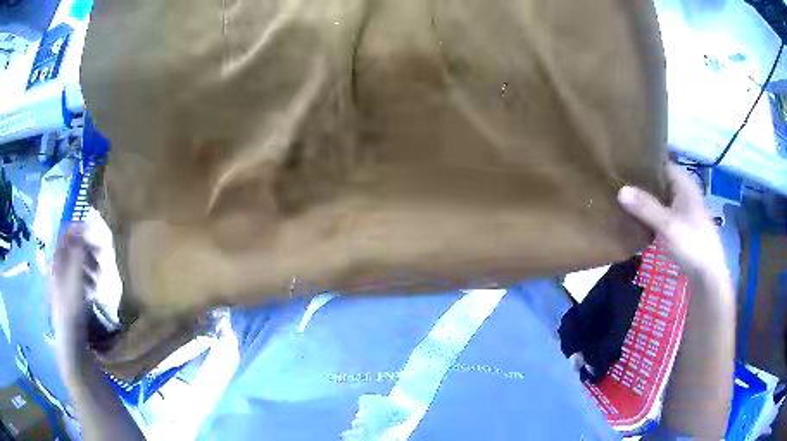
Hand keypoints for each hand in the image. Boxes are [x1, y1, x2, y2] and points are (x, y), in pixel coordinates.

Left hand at [49, 226, 97, 348]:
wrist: (70, 340)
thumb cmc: (71, 308)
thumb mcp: (75, 278)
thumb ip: (77, 253)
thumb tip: (81, 230)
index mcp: (56, 261)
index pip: (65, 234)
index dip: (78, 228)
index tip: (94, 229)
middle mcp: (57, 267)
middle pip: (71, 248)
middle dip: (87, 249)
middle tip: (102, 255)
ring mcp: (62, 281)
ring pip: (76, 263)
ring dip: (89, 264)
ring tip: (99, 275)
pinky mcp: (68, 293)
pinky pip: (77, 277)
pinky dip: (87, 277)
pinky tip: (93, 288)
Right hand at [617, 165, 728, 281]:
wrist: (707, 273)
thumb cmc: (691, 243)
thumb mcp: (667, 225)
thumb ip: (645, 207)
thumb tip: (620, 190)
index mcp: (683, 181)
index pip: (659, 162)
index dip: (641, 162)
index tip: (620, 164)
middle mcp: (683, 190)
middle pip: (658, 180)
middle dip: (640, 182)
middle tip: (616, 182)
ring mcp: (682, 207)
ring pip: (659, 197)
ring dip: (644, 199)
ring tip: (621, 199)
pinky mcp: (680, 223)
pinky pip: (662, 211)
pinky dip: (650, 213)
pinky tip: (636, 218)